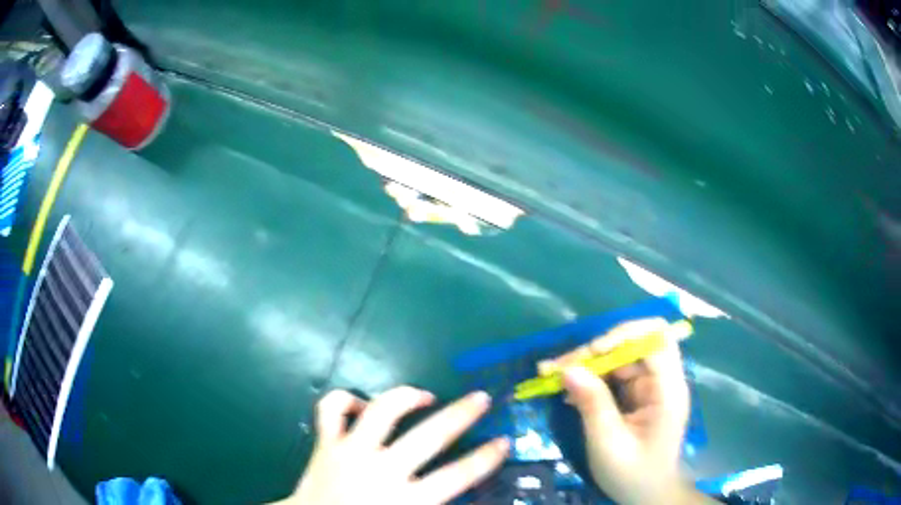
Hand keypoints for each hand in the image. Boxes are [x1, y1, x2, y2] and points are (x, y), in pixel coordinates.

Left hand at [275, 387, 508, 504]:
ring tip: (424, 395)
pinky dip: (344, 399)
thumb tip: (472, 501)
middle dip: (461, 414)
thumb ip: (435, 504)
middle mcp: (382, 470)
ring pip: (381, 411)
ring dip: (406, 396)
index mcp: (407, 500)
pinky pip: (331, 409)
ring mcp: (351, 452)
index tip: (504, 441)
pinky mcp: (325, 443)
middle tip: (480, 398)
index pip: (458, 476)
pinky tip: (360, 404)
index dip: (485, 458)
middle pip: (429, 436)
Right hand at [544, 318, 711, 504]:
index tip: (590, 353)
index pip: (656, 338)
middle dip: (595, 351)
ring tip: (552, 375)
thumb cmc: (633, 474)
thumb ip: (593, 404)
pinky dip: (591, 379)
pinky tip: (568, 391)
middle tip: (557, 367)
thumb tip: (568, 369)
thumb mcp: (609, 444)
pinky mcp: (638, 396)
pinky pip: (614, 376)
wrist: (647, 495)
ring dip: (588, 364)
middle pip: (634, 344)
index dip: (624, 336)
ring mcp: (650, 387)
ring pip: (620, 358)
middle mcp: (663, 381)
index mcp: (668, 390)